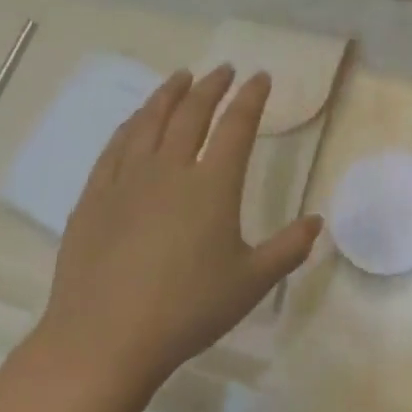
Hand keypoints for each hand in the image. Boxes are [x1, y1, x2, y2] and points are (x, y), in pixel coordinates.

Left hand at [32, 66, 320, 408]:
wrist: (103, 342)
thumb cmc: (187, 310)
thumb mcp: (251, 282)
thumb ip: (289, 248)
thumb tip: (317, 222)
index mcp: (212, 184)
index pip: (237, 126)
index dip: (251, 97)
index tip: (260, 77)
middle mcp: (169, 170)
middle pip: (192, 114)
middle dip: (212, 87)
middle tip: (224, 70)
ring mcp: (126, 181)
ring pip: (149, 122)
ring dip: (168, 95)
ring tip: (180, 78)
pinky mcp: (94, 199)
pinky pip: (114, 148)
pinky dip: (130, 125)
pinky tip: (135, 121)